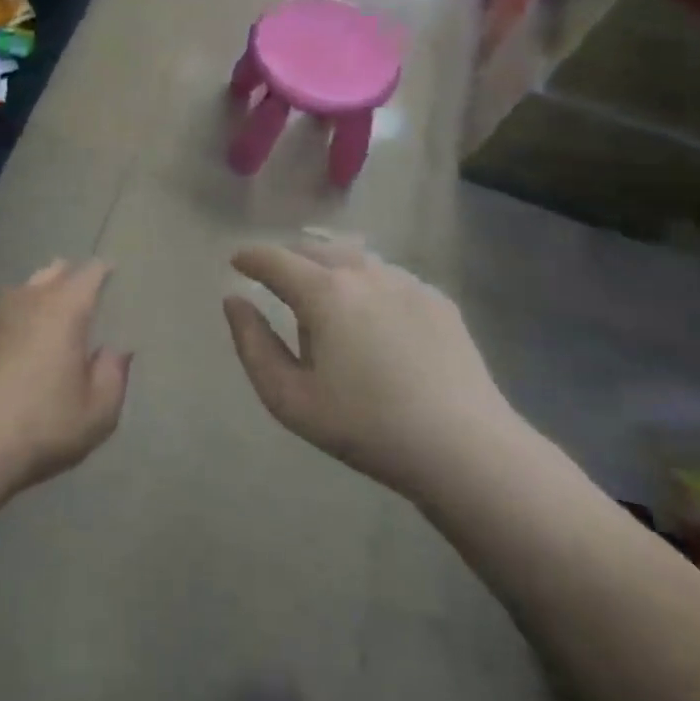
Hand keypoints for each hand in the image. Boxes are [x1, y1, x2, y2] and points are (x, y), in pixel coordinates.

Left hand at [0, 259, 130, 497]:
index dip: (102, 271)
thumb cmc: (41, 426)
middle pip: (53, 271)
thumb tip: (115, 351)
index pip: (88, 273)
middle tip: (81, 293)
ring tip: (49, 316)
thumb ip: (112, 375)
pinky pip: (2, 313)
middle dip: (69, 276)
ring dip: (39, 295)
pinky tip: (17, 341)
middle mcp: (28, 299)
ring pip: (24, 289)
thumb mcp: (96, 412)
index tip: (111, 272)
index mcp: (64, 308)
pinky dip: (15, 319)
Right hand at [223, 237, 521, 497]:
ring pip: (353, 259)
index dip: (251, 258)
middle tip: (277, 283)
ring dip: (328, 268)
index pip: (275, 259)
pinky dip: (367, 283)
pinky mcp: (436, 299)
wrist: (464, 449)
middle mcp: (363, 272)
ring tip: (323, 295)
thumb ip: (253, 345)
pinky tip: (372, 315)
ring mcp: (405, 281)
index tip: (237, 262)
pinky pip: (387, 276)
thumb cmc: (366, 427)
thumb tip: (235, 301)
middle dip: (288, 261)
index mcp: (324, 292)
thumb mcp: (290, 399)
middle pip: (314, 251)